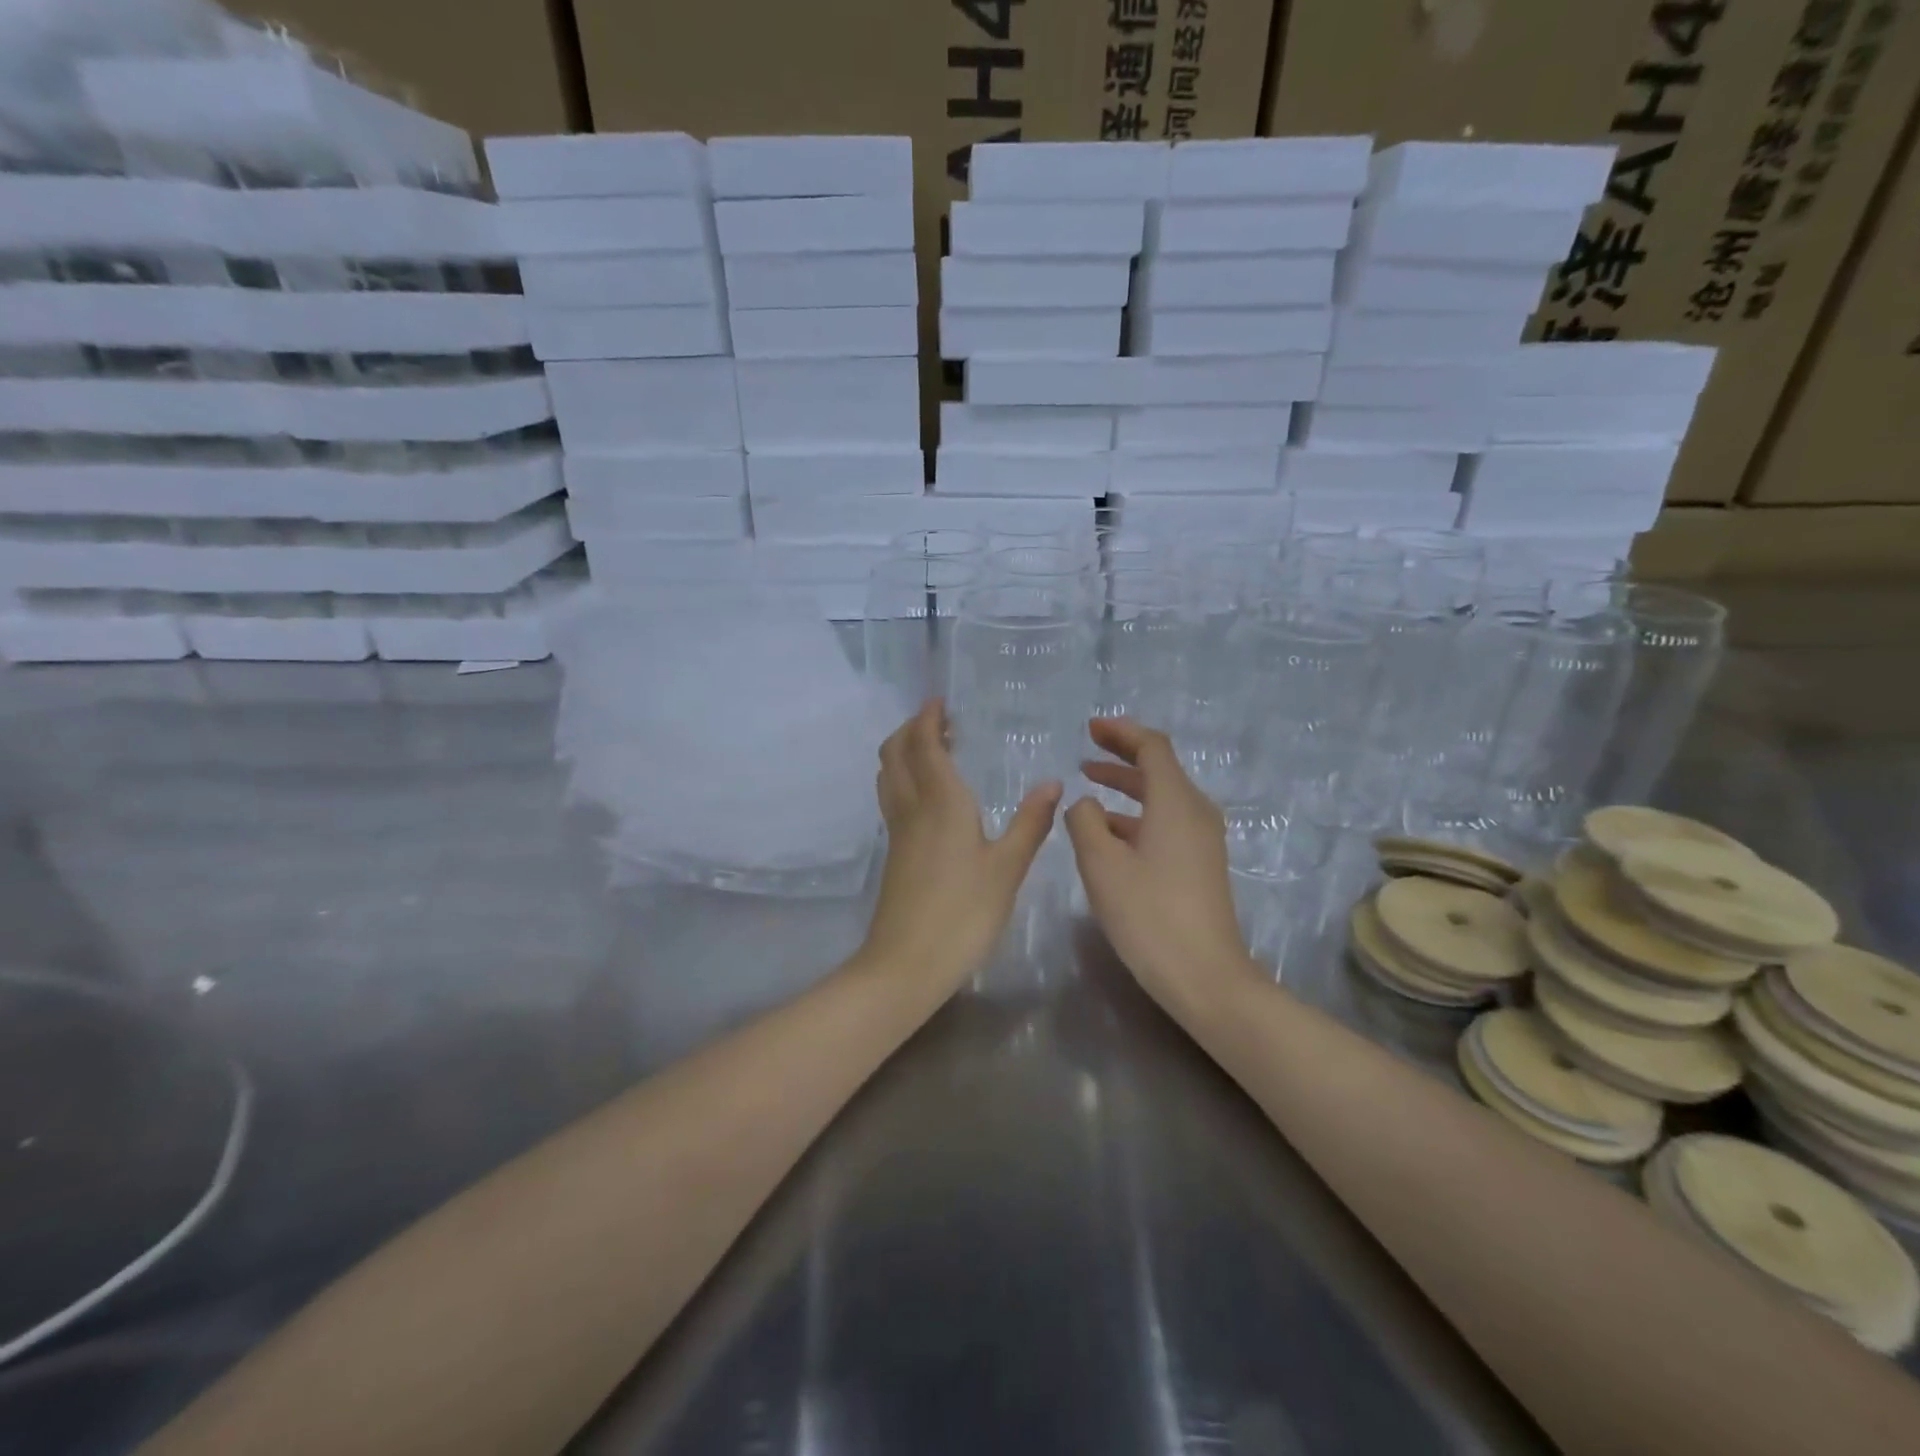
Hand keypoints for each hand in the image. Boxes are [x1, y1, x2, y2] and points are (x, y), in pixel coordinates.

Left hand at [857, 700, 1061, 995]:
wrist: (906, 964)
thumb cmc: (963, 914)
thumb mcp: (1008, 869)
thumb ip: (1030, 824)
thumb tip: (1053, 784)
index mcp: (940, 803)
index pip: (925, 745)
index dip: (929, 719)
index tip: (940, 702)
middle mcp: (912, 808)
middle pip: (896, 753)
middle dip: (911, 729)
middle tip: (938, 720)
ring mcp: (898, 833)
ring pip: (889, 776)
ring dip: (903, 751)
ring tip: (931, 748)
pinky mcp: (894, 854)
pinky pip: (893, 798)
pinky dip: (904, 778)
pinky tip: (928, 795)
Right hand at [1065, 718, 1256, 1009]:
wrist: (1205, 977)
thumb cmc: (1149, 915)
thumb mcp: (1101, 864)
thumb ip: (1085, 822)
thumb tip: (1086, 804)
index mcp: (1176, 802)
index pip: (1152, 747)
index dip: (1121, 732)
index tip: (1090, 728)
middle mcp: (1196, 812)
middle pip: (1159, 769)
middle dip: (1122, 756)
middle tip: (1086, 751)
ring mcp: (1203, 840)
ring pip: (1162, 797)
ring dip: (1127, 787)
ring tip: (1090, 785)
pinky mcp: (1201, 865)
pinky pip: (1166, 822)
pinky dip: (1137, 815)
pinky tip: (1109, 832)